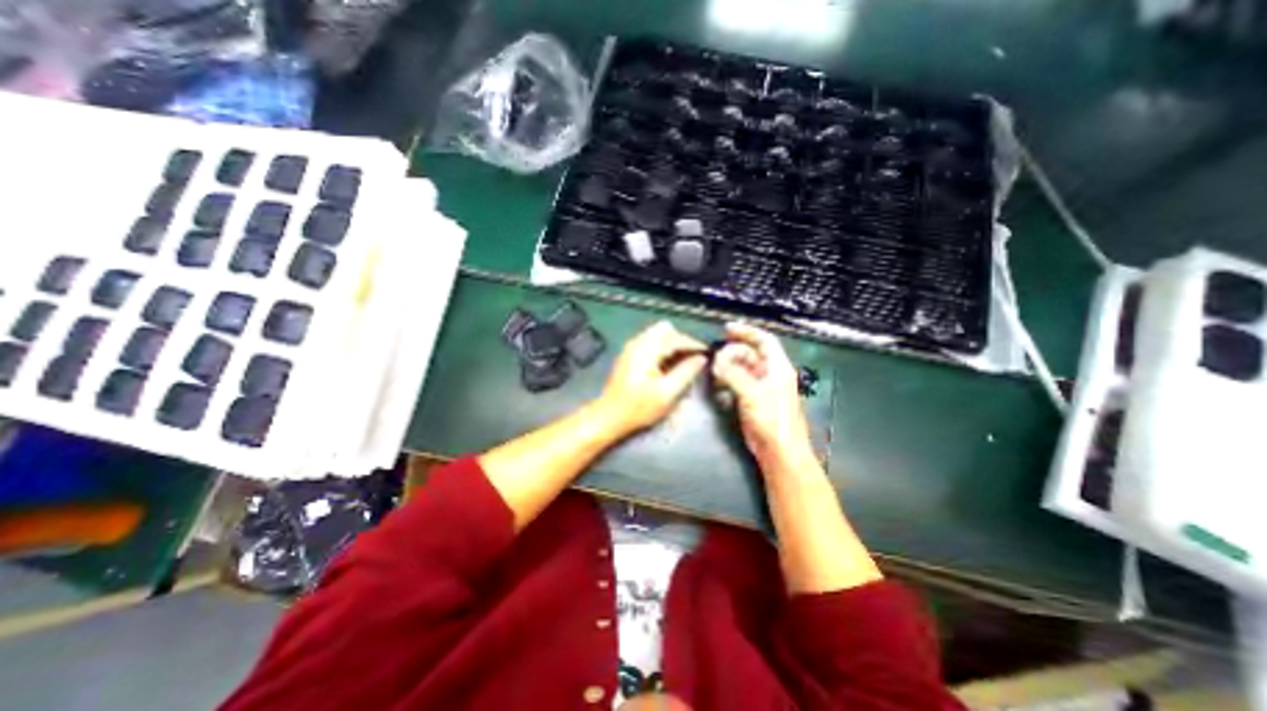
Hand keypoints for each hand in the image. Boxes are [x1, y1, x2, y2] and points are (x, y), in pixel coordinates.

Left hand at [598, 320, 707, 431]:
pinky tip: (668, 367)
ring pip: (658, 336)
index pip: (675, 337)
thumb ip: (686, 372)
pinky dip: (662, 350)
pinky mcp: (629, 356)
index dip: (693, 344)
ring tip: (683, 363)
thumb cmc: (639, 407)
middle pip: (665, 330)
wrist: (609, 416)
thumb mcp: (667, 392)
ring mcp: (631, 348)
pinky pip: (650, 344)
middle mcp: (638, 342)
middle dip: (681, 341)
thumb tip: (701, 359)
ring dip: (672, 346)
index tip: (706, 354)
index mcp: (647, 349)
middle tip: (693, 359)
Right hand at [709, 324, 817, 473]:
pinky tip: (719, 383)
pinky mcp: (752, 399)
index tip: (726, 329)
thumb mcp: (752, 393)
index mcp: (778, 368)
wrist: (778, 451)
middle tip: (717, 358)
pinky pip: (738, 382)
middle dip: (732, 352)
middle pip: (750, 353)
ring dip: (728, 366)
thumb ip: (733, 374)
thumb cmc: (772, 420)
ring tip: (716, 370)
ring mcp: (761, 387)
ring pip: (742, 368)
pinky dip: (728, 379)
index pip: (765, 340)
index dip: (747, 331)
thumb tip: (717, 361)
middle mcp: (771, 374)